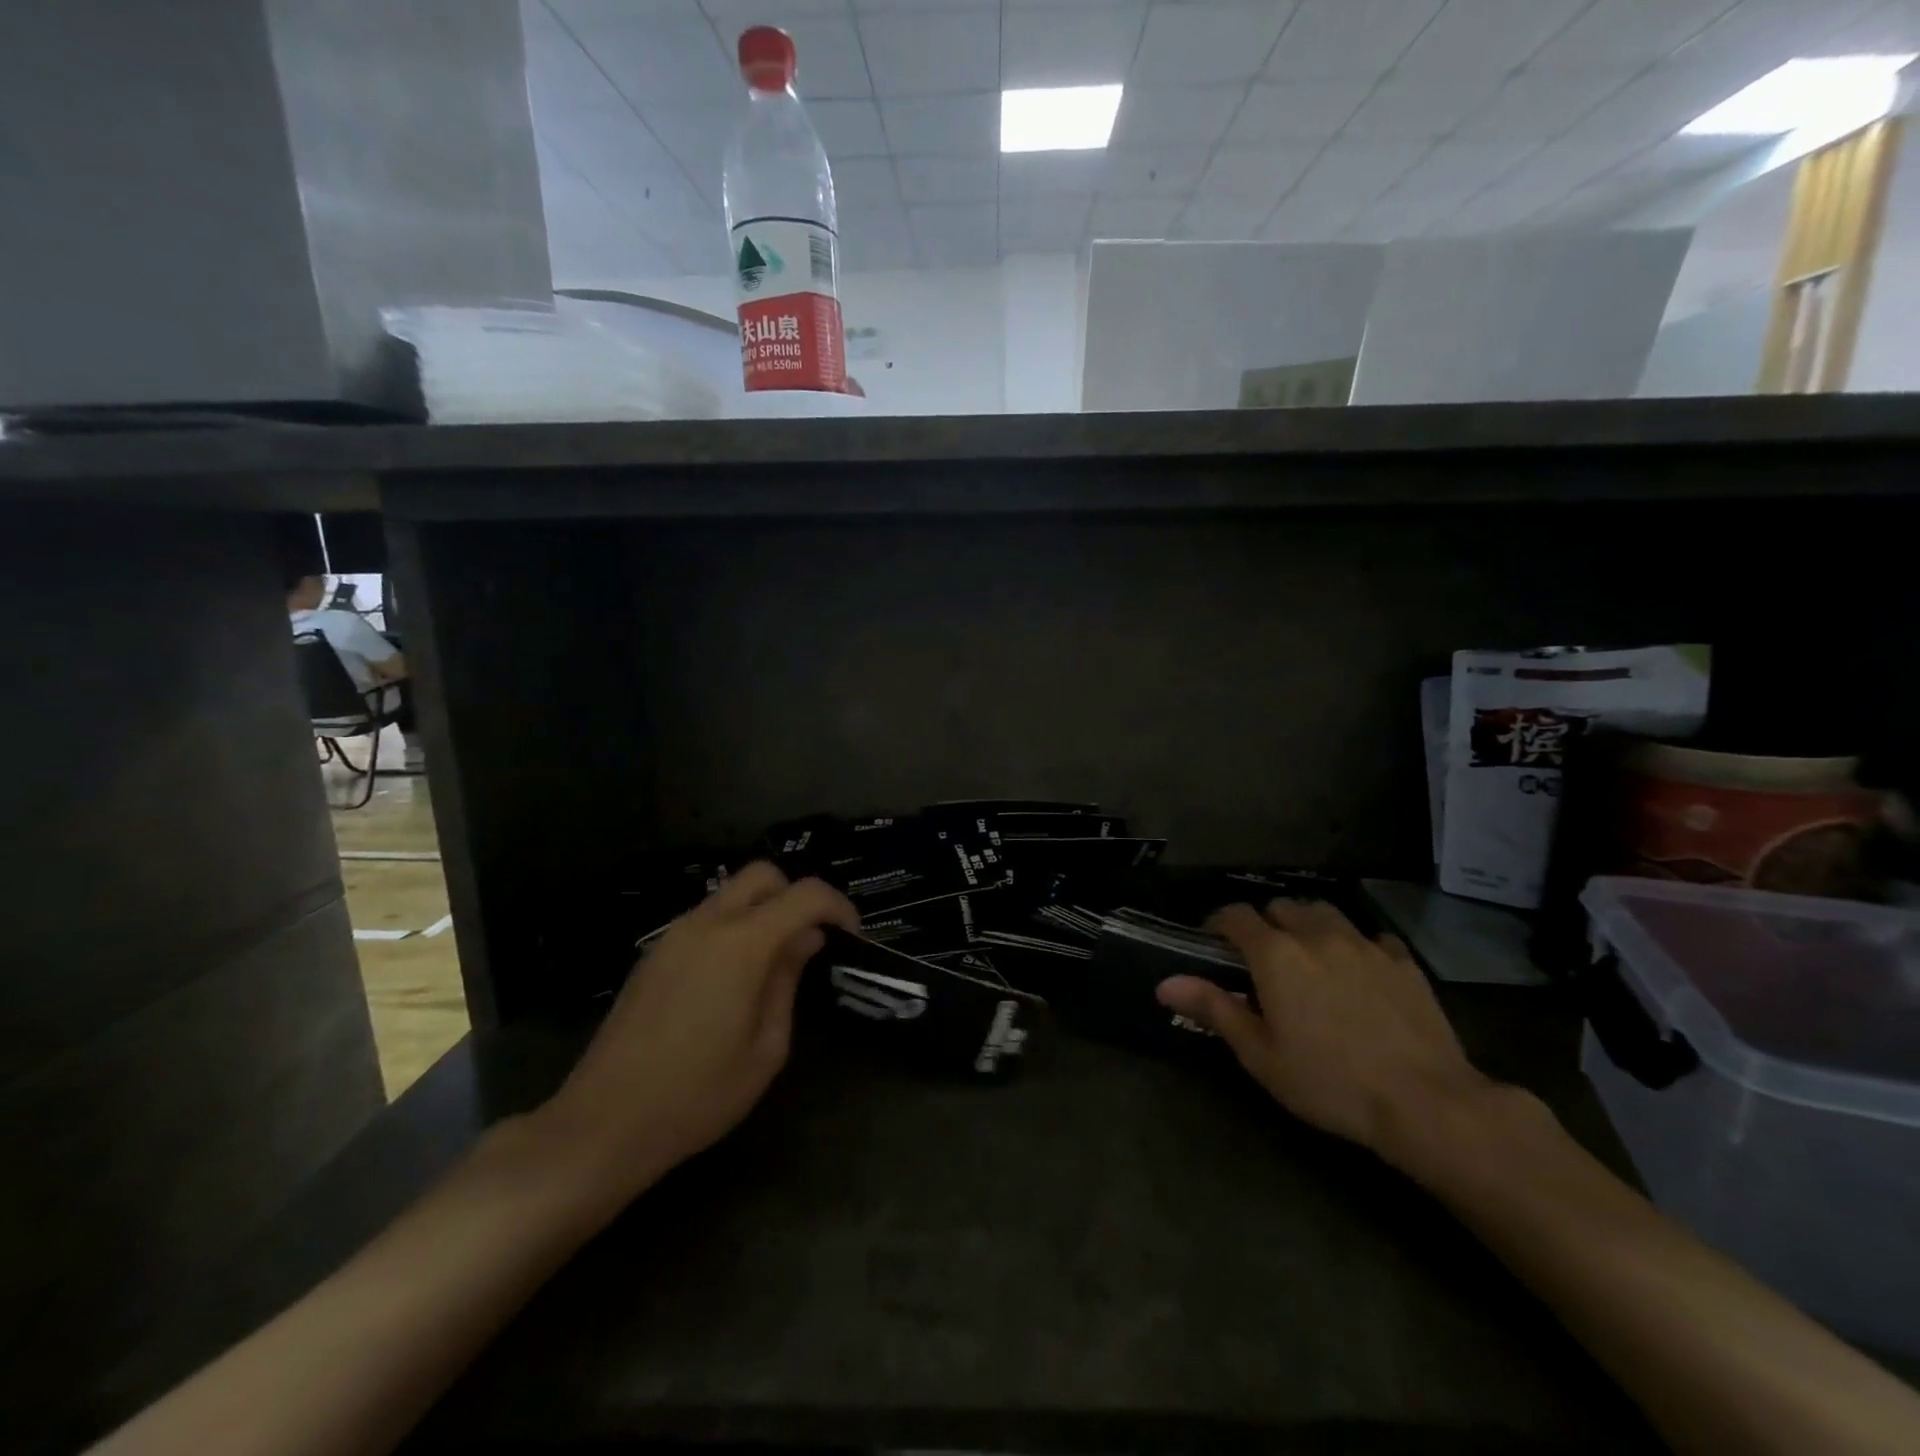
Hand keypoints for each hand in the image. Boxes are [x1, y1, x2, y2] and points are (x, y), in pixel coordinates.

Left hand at [538, 862, 857, 1198]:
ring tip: (774, 963)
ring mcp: (674, 935)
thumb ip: (787, 982)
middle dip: (796, 895)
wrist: (603, 1124)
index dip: (837, 906)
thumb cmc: (697, 1095)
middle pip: (762, 874)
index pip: (804, 894)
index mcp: (741, 944)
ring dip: (762, 911)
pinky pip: (705, 918)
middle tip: (810, 939)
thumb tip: (804, 941)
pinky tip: (734, 978)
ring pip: (730, 893)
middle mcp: (706, 924)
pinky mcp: (654, 954)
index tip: (850, 936)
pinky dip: (733, 928)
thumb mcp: (766, 1048)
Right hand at [1156, 900, 1494, 1159]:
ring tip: (1307, 953)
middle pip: (1281, 907)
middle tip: (1262, 957)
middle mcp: (1316, 935)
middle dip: (1265, 923)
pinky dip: (1355, 944)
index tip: (1213, 942)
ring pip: (1324, 912)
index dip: (1219, 923)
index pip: (1236, 916)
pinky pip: (1370, 936)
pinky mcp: (1402, 961)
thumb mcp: (1261, 1055)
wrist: (1425, 1102)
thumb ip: (1214, 1009)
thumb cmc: (1329, 1082)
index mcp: (1275, 955)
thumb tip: (1164, 983)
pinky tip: (1358, 970)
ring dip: (1307, 924)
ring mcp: (1363, 944)